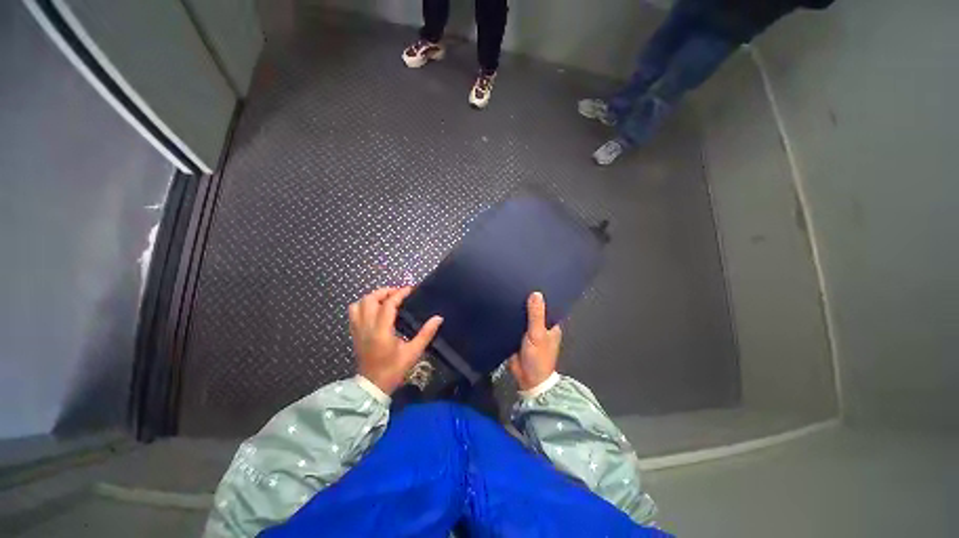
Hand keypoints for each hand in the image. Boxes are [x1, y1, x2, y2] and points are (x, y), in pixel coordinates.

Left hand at [348, 287, 442, 393]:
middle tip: (398, 293)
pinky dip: (363, 305)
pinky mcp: (354, 334)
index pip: (388, 304)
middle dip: (384, 291)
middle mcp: (366, 327)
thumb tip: (438, 318)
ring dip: (372, 297)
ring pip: (358, 304)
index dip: (399, 294)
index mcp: (381, 331)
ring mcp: (357, 330)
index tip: (410, 289)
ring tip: (385, 299)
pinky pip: (354, 313)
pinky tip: (375, 309)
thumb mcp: (413, 352)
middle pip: (369, 299)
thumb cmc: (393, 369)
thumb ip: (426, 334)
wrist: (372, 387)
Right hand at [509, 292, 562, 390]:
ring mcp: (528, 332)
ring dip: (517, 308)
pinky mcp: (517, 336)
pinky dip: (510, 317)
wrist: (526, 380)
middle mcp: (541, 326)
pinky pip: (514, 324)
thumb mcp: (538, 334)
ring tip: (508, 291)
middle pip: (534, 310)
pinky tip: (502, 306)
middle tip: (516, 283)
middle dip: (527, 300)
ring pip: (523, 316)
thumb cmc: (538, 357)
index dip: (542, 296)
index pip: (548, 306)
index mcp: (551, 325)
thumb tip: (536, 293)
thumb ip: (536, 315)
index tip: (533, 282)